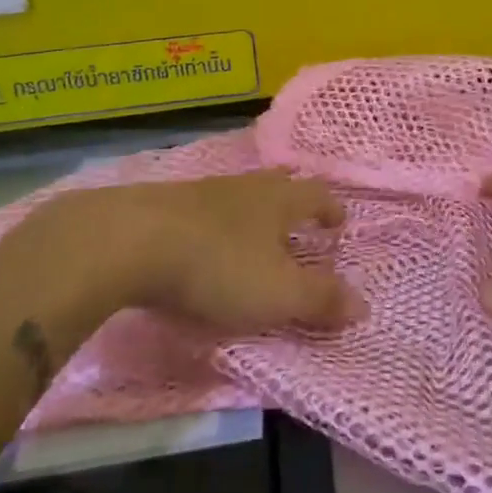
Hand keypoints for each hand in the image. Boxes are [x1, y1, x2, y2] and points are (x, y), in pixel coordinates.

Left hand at [102, 171, 365, 334]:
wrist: (127, 242)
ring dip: (249, 215)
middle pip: (276, 187)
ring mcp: (200, 192)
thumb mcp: (278, 293)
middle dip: (291, 205)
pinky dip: (212, 226)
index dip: (330, 209)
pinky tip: (201, 245)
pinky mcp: (161, 205)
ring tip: (250, 238)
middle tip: (297, 226)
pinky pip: (200, 210)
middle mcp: (243, 187)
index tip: (338, 223)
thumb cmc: (218, 267)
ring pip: (236, 197)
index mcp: (278, 200)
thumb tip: (364, 305)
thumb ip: (321, 299)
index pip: (316, 195)